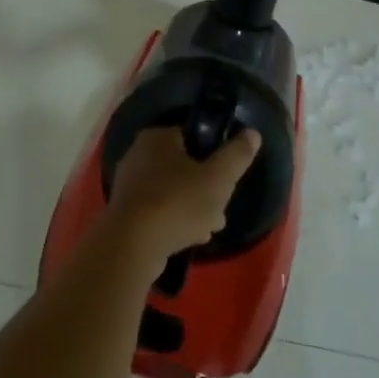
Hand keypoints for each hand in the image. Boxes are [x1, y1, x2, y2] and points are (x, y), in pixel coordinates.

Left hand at [106, 127, 261, 259]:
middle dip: (206, 189)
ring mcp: (129, 184)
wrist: (133, 244)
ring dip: (193, 208)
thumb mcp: (219, 178)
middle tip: (220, 209)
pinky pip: (158, 210)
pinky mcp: (126, 211)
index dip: (215, 156)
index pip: (192, 136)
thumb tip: (252, 134)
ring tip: (210, 228)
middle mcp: (138, 155)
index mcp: (157, 138)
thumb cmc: (178, 202)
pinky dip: (175, 221)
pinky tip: (190, 238)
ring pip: (172, 191)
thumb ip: (237, 154)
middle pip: (183, 167)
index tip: (228, 177)